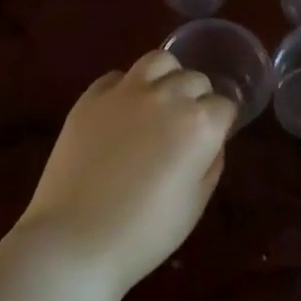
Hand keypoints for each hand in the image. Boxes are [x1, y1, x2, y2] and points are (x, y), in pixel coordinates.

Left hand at [14, 50, 236, 300]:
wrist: (75, 240)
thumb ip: (211, 163)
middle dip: (197, 98)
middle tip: (186, 126)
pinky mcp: (90, 97)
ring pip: (158, 60)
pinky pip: (117, 76)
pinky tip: (122, 111)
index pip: (224, 105)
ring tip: (159, 100)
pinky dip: (126, 87)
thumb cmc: (145, 233)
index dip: (221, 123)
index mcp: (199, 124)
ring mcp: (124, 92)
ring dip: (167, 76)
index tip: (212, 140)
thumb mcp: (195, 204)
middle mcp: (166, 97)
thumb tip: (210, 141)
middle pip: (194, 79)